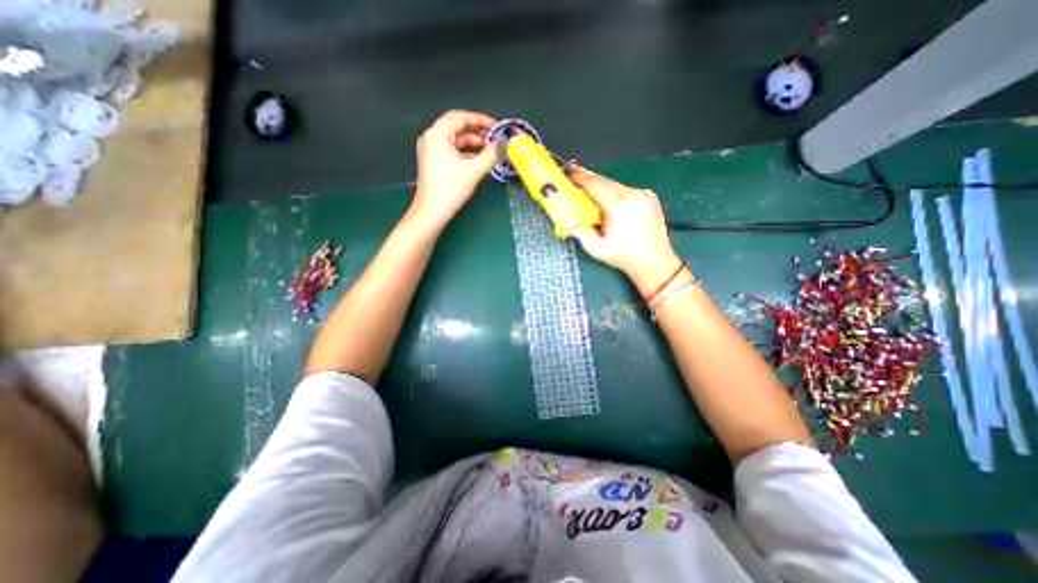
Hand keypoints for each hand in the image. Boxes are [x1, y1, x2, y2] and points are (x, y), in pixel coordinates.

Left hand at [410, 109, 497, 226]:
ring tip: (490, 149)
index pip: (461, 117)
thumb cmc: (450, 189)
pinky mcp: (435, 162)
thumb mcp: (474, 170)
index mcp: (437, 134)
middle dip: (478, 131)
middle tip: (495, 137)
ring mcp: (432, 150)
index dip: (480, 120)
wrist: (432, 211)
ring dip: (473, 143)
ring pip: (456, 139)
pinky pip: (453, 150)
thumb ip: (490, 154)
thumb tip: (501, 144)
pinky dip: (466, 152)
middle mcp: (432, 138)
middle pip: (457, 126)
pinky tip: (480, 159)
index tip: (496, 127)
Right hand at [566, 163, 682, 291]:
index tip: (569, 172)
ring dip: (602, 186)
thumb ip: (580, 231)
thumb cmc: (623, 256)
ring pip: (616, 184)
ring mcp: (643, 194)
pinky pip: (627, 189)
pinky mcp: (650, 196)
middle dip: (589, 178)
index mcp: (617, 206)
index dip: (580, 177)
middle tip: (575, 175)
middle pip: (605, 180)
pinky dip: (616, 192)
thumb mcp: (595, 248)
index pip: (594, 185)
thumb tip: (571, 218)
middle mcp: (631, 195)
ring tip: (591, 190)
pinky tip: (611, 201)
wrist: (654, 261)